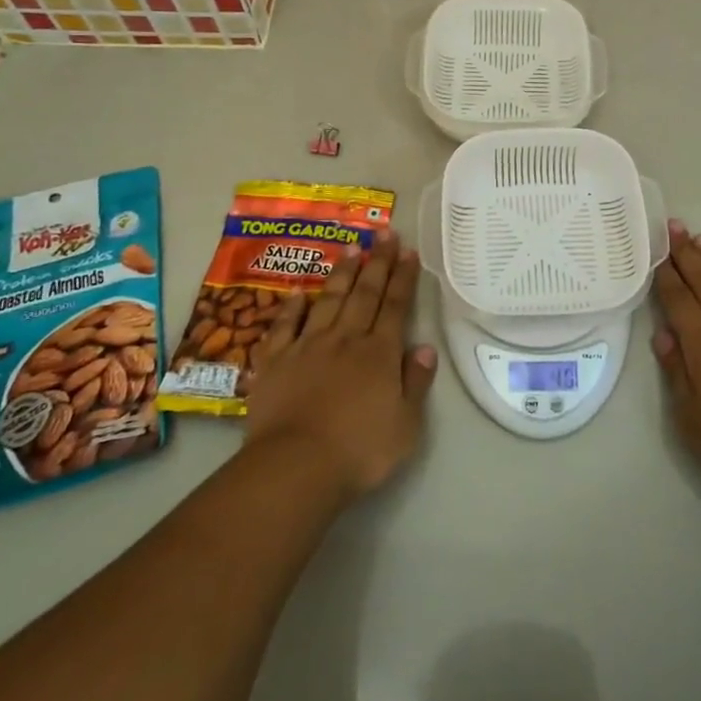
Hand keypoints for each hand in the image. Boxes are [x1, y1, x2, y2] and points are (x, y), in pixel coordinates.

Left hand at [242, 231, 436, 504]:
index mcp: (379, 353)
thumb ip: (416, 383)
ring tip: (351, 247)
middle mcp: (346, 339)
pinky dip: (292, 307)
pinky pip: (285, 325)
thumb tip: (424, 347)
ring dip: (342, 273)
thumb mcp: (406, 425)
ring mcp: (307, 346)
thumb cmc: (359, 451)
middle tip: (385, 233)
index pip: (396, 306)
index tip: (409, 251)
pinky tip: (299, 292)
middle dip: (378, 262)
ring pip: (329, 300)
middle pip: (365, 294)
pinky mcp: (275, 361)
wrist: (296, 467)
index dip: (403, 278)